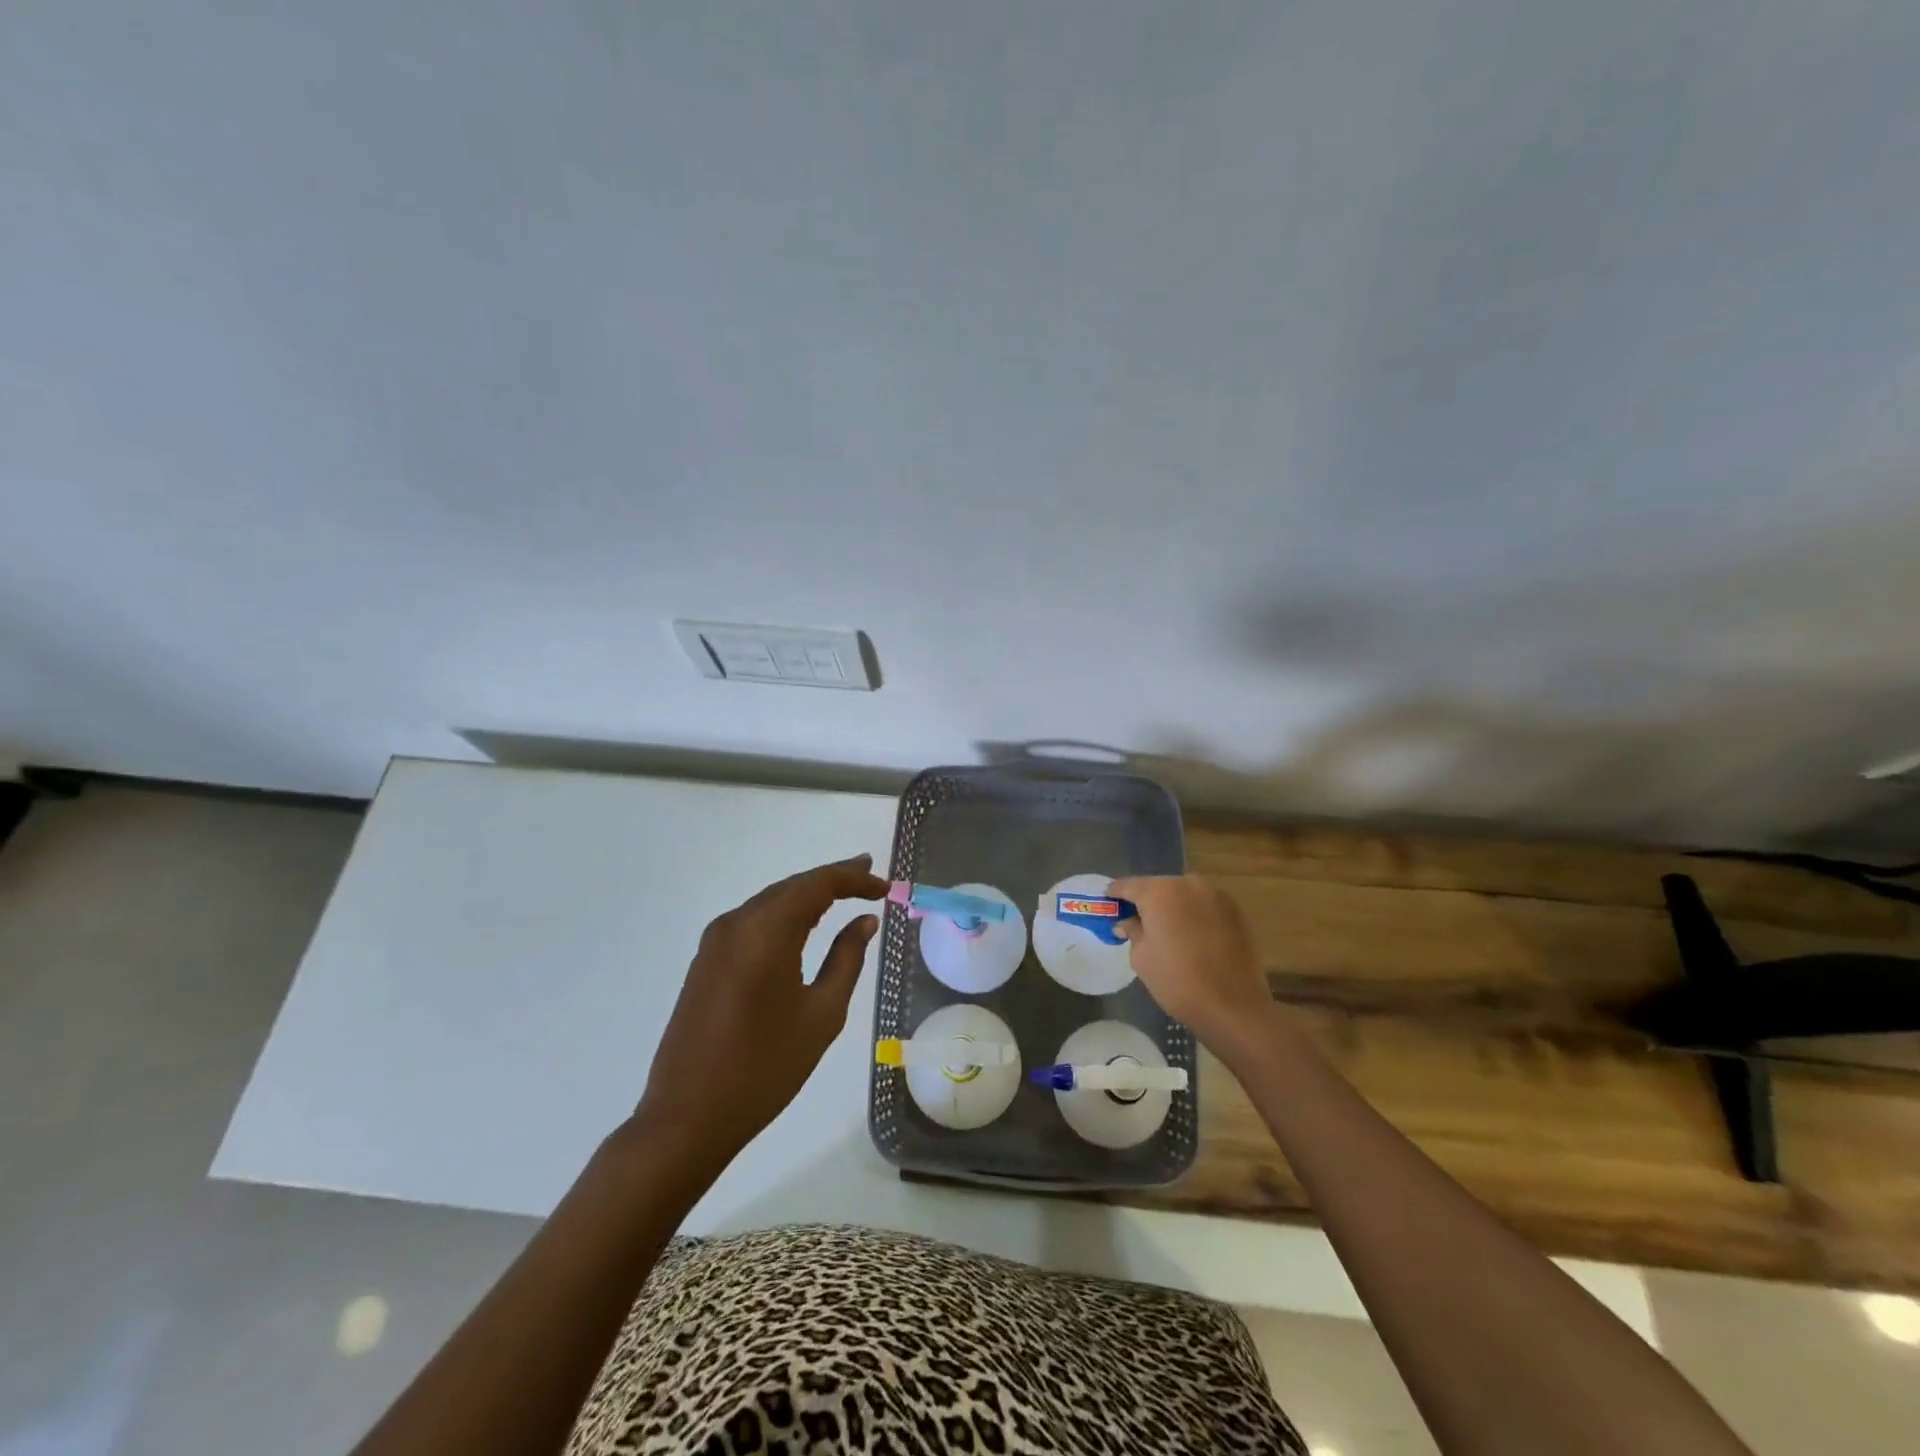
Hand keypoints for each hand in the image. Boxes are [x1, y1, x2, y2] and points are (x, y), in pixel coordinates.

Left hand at [634, 853, 887, 1162]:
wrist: (688, 1118)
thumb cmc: (765, 1068)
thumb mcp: (821, 1014)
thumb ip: (847, 958)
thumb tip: (864, 921)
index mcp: (765, 932)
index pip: (817, 885)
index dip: (854, 879)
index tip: (885, 886)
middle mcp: (736, 923)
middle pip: (792, 887)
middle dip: (832, 879)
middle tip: (870, 878)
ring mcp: (715, 941)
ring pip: (771, 902)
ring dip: (808, 895)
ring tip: (845, 892)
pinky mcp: (706, 961)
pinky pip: (753, 922)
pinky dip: (784, 914)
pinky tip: (804, 923)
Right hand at [1111, 874, 1274, 1057]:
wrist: (1233, 1006)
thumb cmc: (1177, 981)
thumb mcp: (1141, 958)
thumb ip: (1133, 932)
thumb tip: (1128, 922)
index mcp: (1159, 892)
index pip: (1128, 885)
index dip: (1116, 894)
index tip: (1108, 903)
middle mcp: (1188, 884)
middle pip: (1158, 886)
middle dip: (1146, 900)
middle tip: (1137, 919)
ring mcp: (1215, 895)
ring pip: (1184, 894)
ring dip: (1172, 906)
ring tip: (1166, 928)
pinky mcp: (1235, 910)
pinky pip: (1204, 905)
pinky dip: (1194, 914)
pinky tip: (1191, 935)